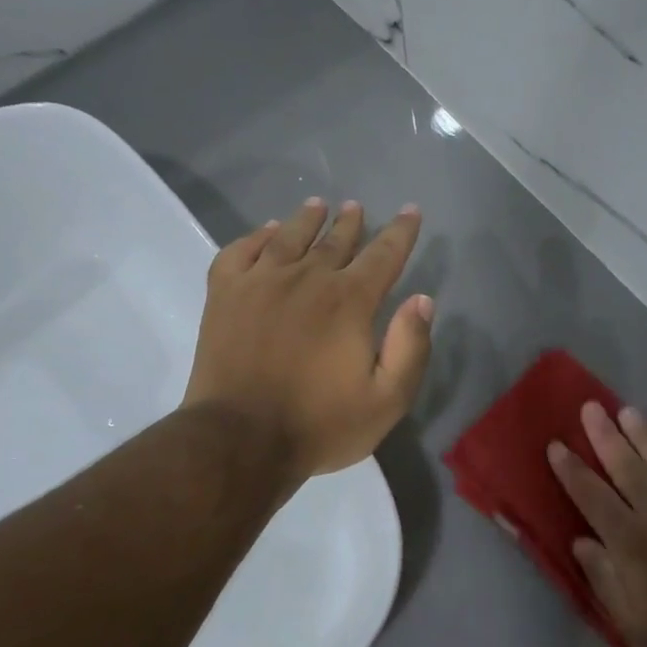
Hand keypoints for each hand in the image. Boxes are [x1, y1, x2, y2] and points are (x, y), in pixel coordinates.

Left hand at [183, 198, 433, 482]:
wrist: (239, 440)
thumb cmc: (320, 424)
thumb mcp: (386, 400)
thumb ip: (410, 348)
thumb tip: (422, 299)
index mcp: (349, 301)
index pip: (383, 254)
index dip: (401, 231)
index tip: (410, 211)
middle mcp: (307, 279)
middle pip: (335, 241)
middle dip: (351, 223)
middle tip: (357, 208)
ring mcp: (260, 282)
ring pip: (289, 237)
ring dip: (307, 220)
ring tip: (317, 206)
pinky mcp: (224, 295)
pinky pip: (240, 251)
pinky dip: (256, 236)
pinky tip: (265, 232)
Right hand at [549, 403, 646, 646]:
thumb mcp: (634, 623)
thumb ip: (603, 578)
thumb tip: (580, 541)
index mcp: (629, 541)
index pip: (591, 495)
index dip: (571, 469)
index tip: (556, 445)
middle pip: (624, 464)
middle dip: (603, 435)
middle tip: (590, 408)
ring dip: (641, 431)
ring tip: (626, 411)